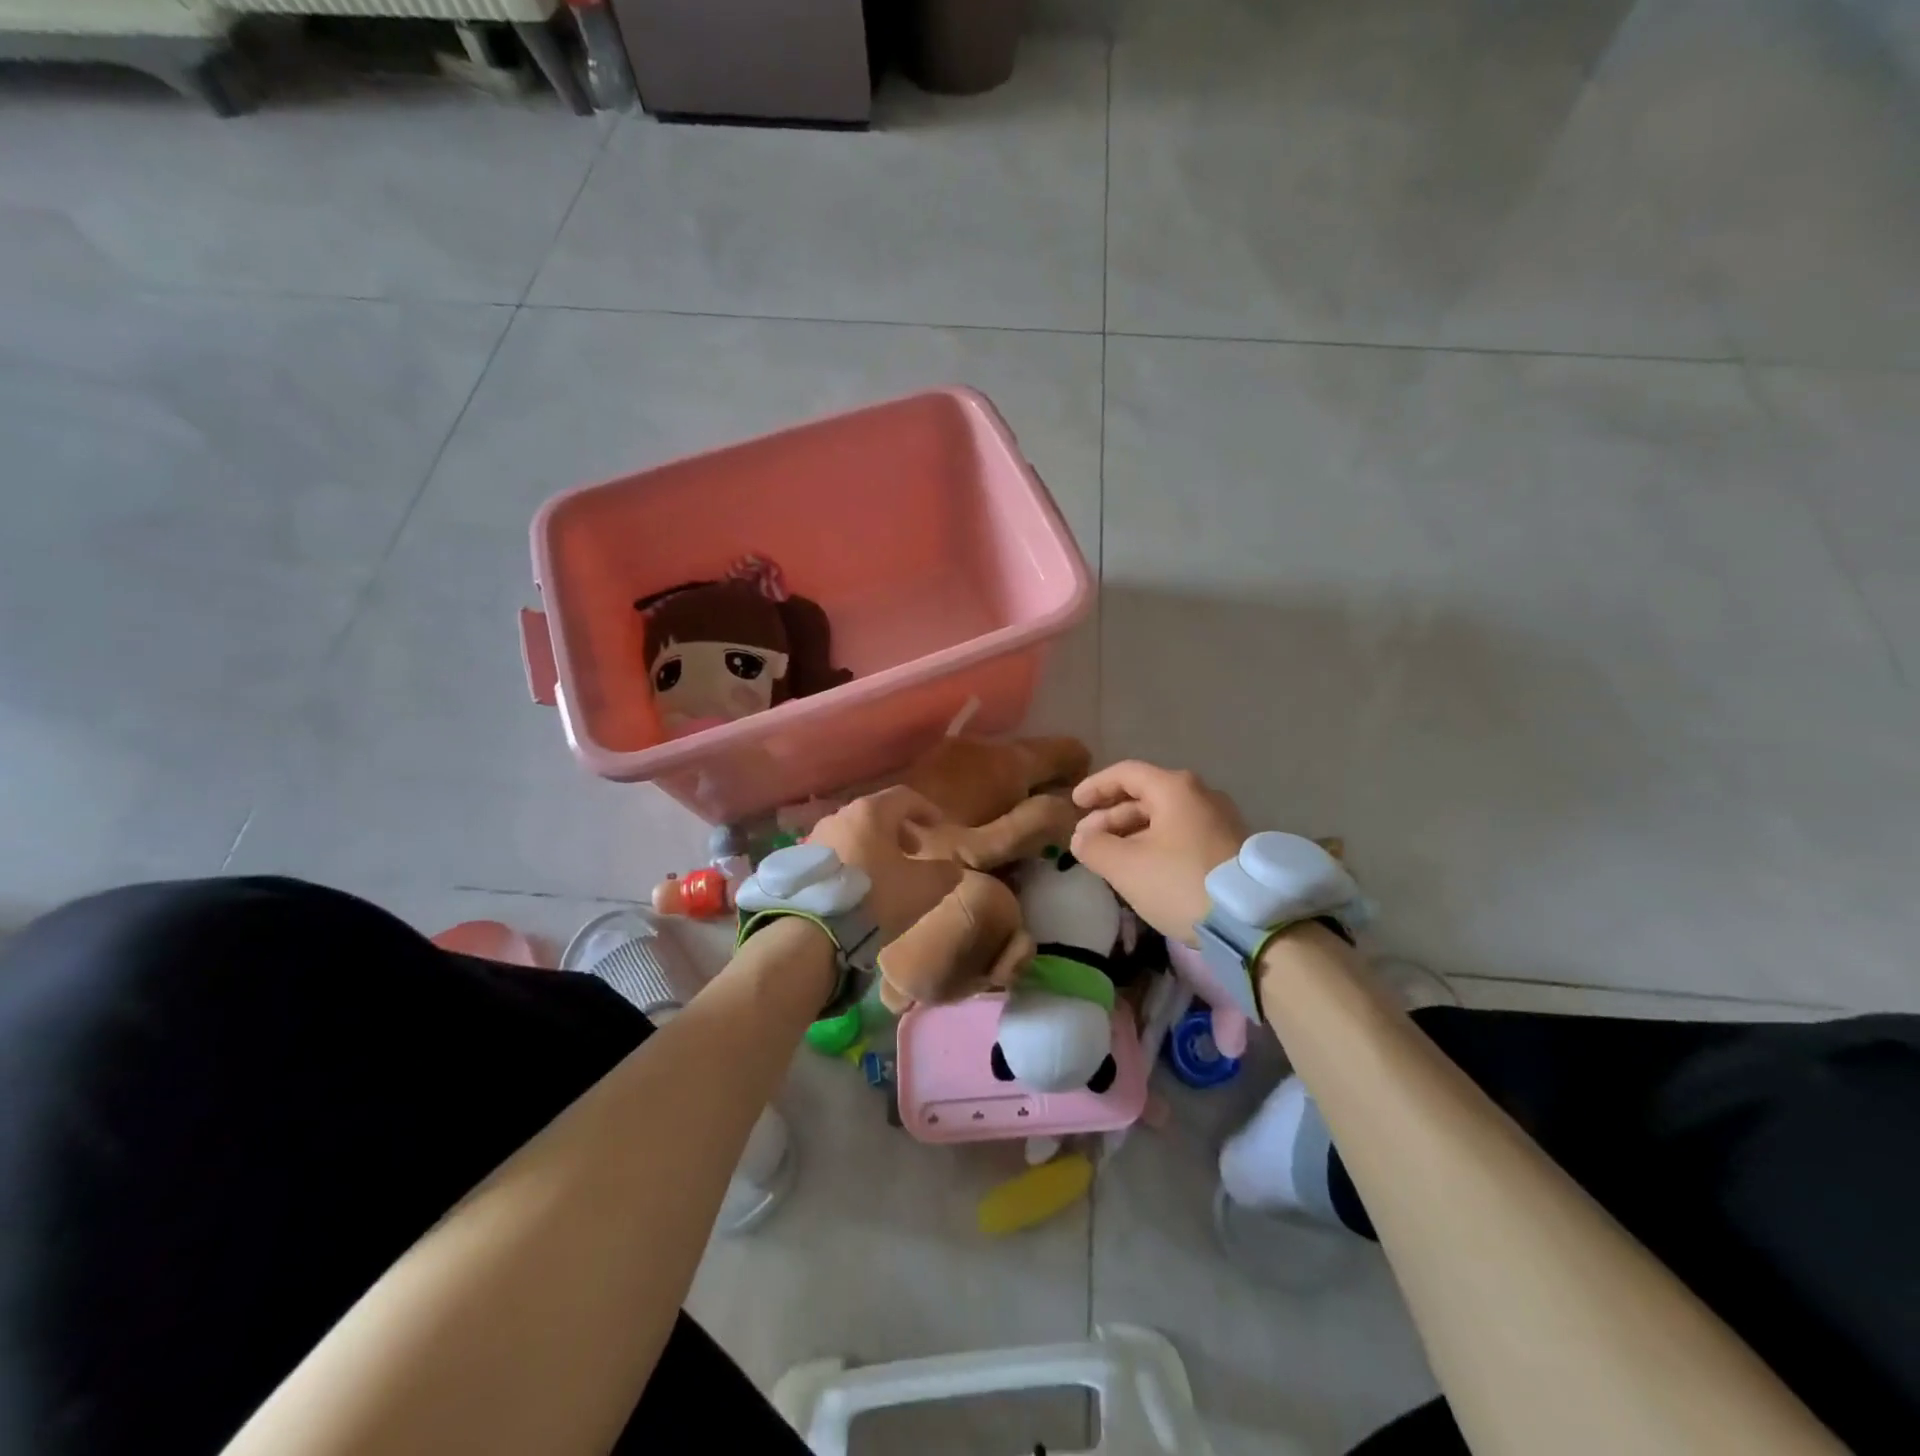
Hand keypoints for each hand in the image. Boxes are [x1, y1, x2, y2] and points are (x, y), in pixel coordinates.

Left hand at [806, 787, 1029, 1008]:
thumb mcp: (924, 887)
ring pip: (854, 832)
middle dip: (900, 829)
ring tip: (887, 871)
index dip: (926, 808)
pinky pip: (836, 852)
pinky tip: (860, 885)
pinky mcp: (800, 862)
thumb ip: (945, 872)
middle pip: (877, 813)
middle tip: (915, 851)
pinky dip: (854, 859)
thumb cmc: (876, 897)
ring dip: (875, 845)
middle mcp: (840, 815)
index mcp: (871, 812)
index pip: (905, 796)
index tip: (939, 826)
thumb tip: (951, 868)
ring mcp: (816, 837)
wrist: (815, 930)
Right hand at [1070, 761, 1247, 945]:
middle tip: (1086, 839)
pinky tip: (1142, 867)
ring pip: (1164, 817)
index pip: (1125, 773)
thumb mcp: (1126, 867)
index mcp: (1174, 789)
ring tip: (1110, 857)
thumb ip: (1094, 847)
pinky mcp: (1230, 846)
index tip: (1074, 803)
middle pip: (1145, 795)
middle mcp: (1200, 795)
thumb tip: (1081, 838)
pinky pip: (1181, 834)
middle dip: (1110, 816)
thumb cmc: (1180, 882)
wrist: (1252, 921)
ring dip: (1131, 832)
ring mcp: (1219, 820)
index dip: (1095, 786)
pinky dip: (1155, 843)